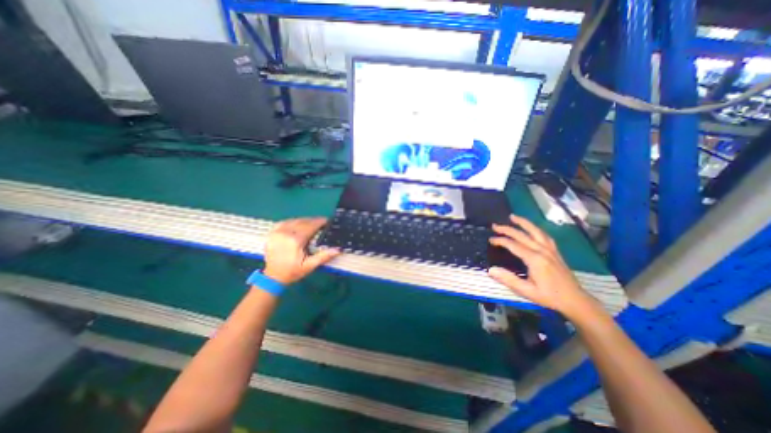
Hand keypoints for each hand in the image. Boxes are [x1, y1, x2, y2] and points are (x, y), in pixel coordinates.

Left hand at [262, 217, 339, 285]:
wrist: (272, 277)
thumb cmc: (293, 272)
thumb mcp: (309, 266)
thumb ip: (323, 256)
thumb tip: (338, 249)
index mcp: (295, 240)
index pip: (310, 226)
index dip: (319, 222)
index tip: (327, 221)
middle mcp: (285, 233)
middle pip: (303, 222)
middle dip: (313, 221)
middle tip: (322, 222)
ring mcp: (277, 232)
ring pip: (294, 220)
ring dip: (304, 220)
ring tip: (312, 223)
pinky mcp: (272, 233)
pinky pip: (284, 222)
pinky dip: (293, 221)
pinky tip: (298, 224)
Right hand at [487, 214, 602, 319]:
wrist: (575, 301)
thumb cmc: (549, 296)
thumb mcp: (527, 291)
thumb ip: (508, 279)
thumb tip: (490, 270)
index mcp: (535, 259)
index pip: (513, 245)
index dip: (500, 240)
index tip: (490, 240)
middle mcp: (542, 251)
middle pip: (522, 235)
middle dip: (507, 229)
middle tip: (495, 225)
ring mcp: (550, 250)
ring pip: (535, 231)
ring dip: (523, 222)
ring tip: (513, 217)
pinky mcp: (555, 251)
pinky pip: (544, 235)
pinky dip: (535, 229)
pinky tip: (532, 228)